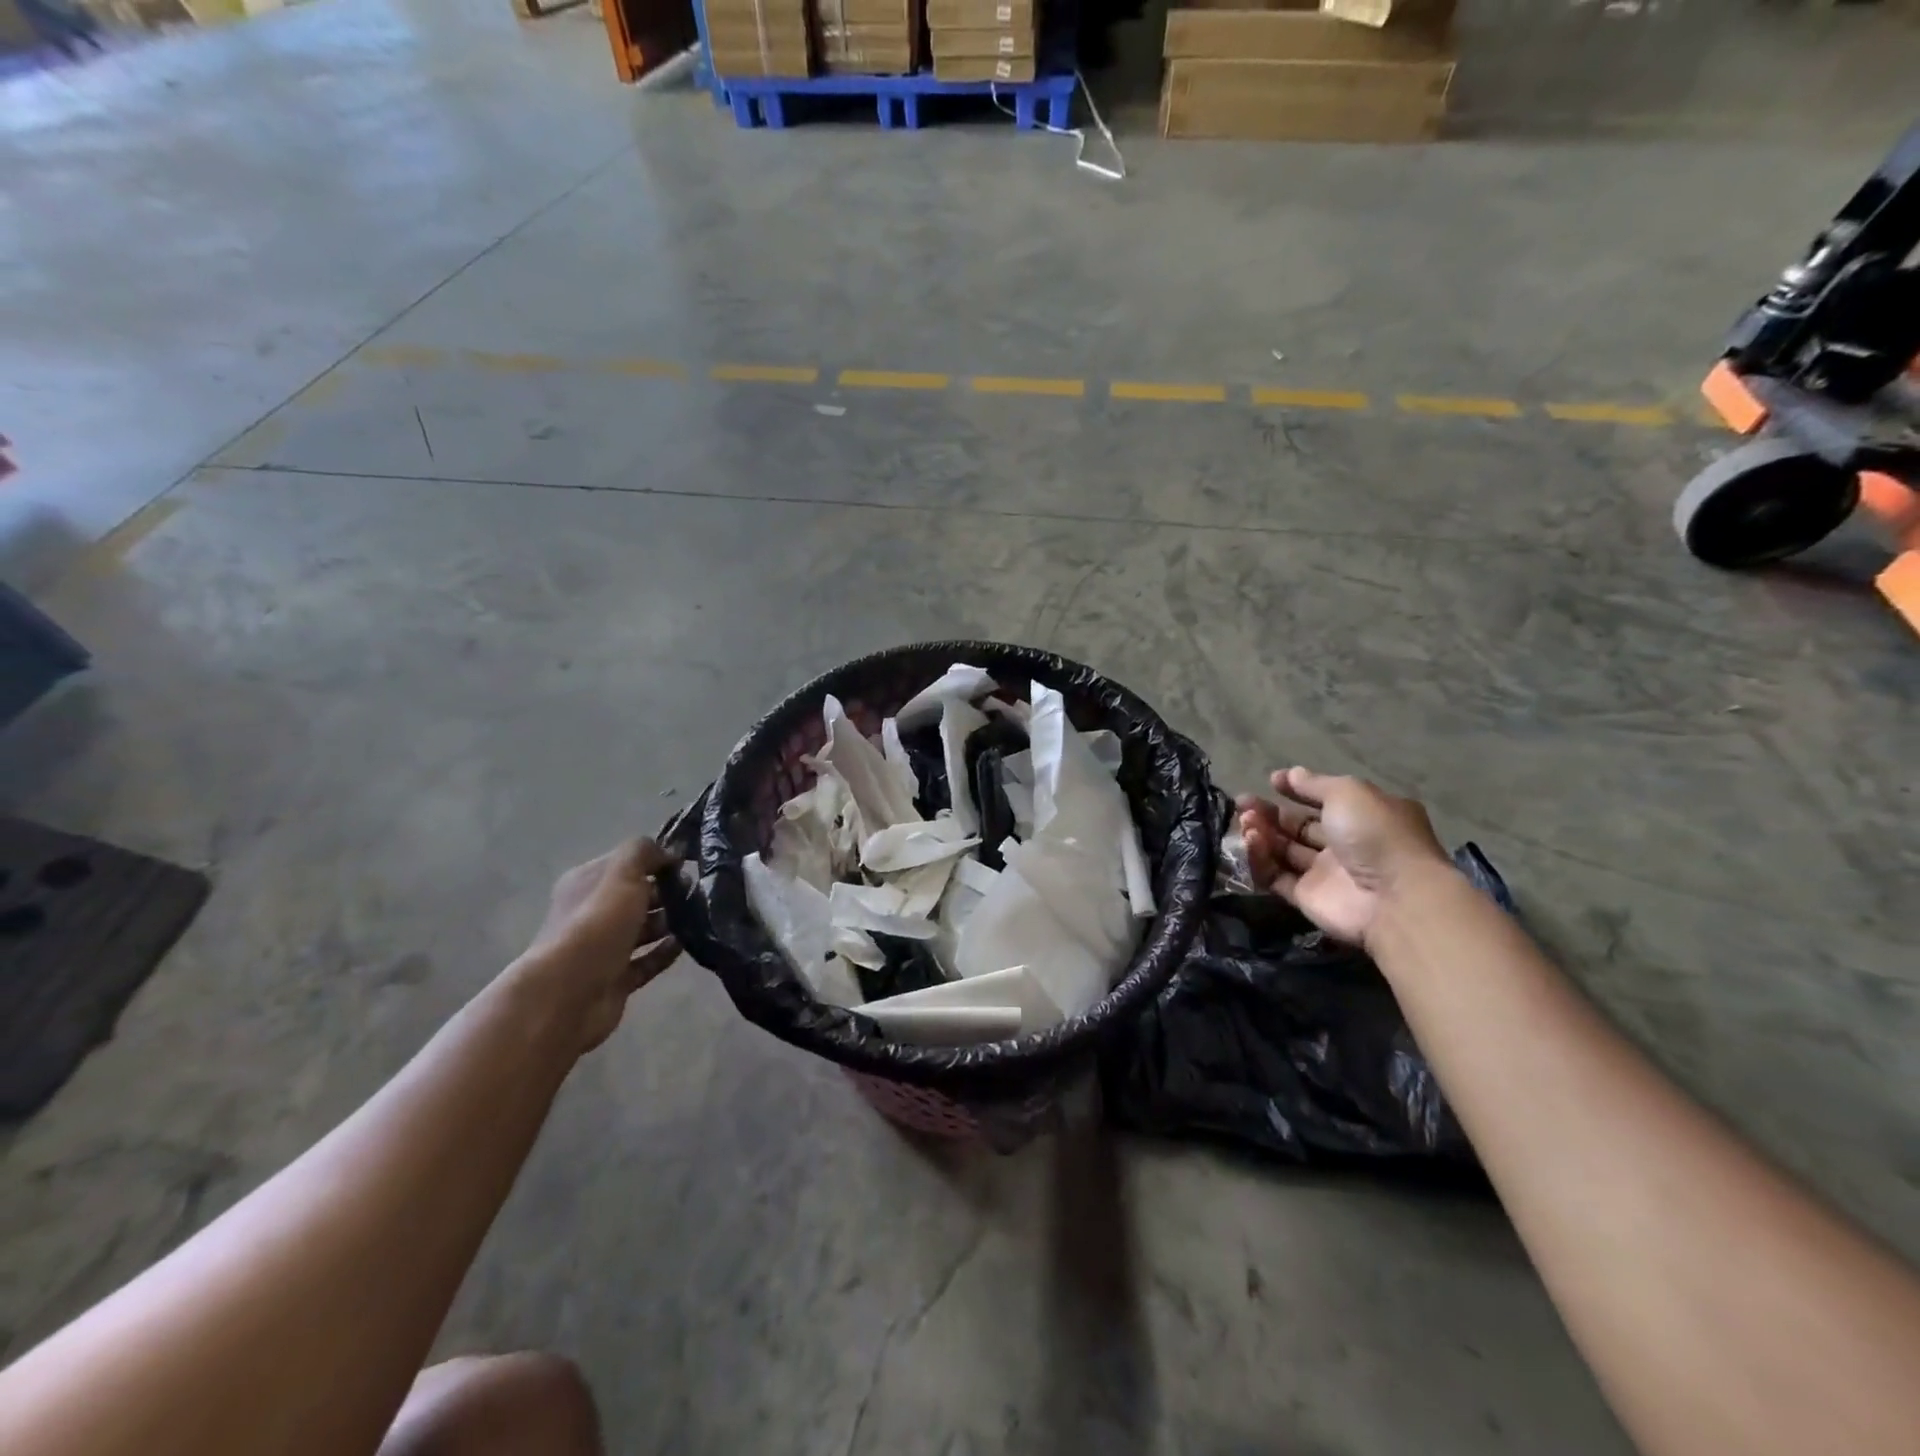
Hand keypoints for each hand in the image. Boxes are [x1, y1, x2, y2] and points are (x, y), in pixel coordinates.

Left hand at [518, 840, 680, 1052]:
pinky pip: (646, 961)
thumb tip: (668, 851)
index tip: (687, 864)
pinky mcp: (615, 979)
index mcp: (587, 883)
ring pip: (643, 929)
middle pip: (636, 896)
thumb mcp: (621, 874)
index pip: (626, 863)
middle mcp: (592, 913)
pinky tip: (685, 944)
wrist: (567, 994)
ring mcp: (603, 949)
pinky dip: (665, 952)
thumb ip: (643, 853)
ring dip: (669, 922)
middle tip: (696, 892)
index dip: (656, 860)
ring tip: (698, 917)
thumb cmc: (596, 925)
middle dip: (667, 892)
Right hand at [1236, 767, 1450, 947]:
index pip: (1324, 800)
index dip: (1297, 790)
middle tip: (1243, 803)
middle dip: (1270, 813)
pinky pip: (1276, 876)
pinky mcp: (1306, 897)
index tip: (1272, 781)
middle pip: (1299, 826)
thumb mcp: (1347, 793)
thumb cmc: (1375, 834)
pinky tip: (1249, 843)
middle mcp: (1344, 844)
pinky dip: (1260, 860)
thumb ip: (1314, 784)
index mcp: (1363, 816)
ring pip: (1284, 850)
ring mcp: (1325, 873)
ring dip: (1262, 833)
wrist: (1393, 898)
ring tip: (1245, 822)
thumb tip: (1289, 774)